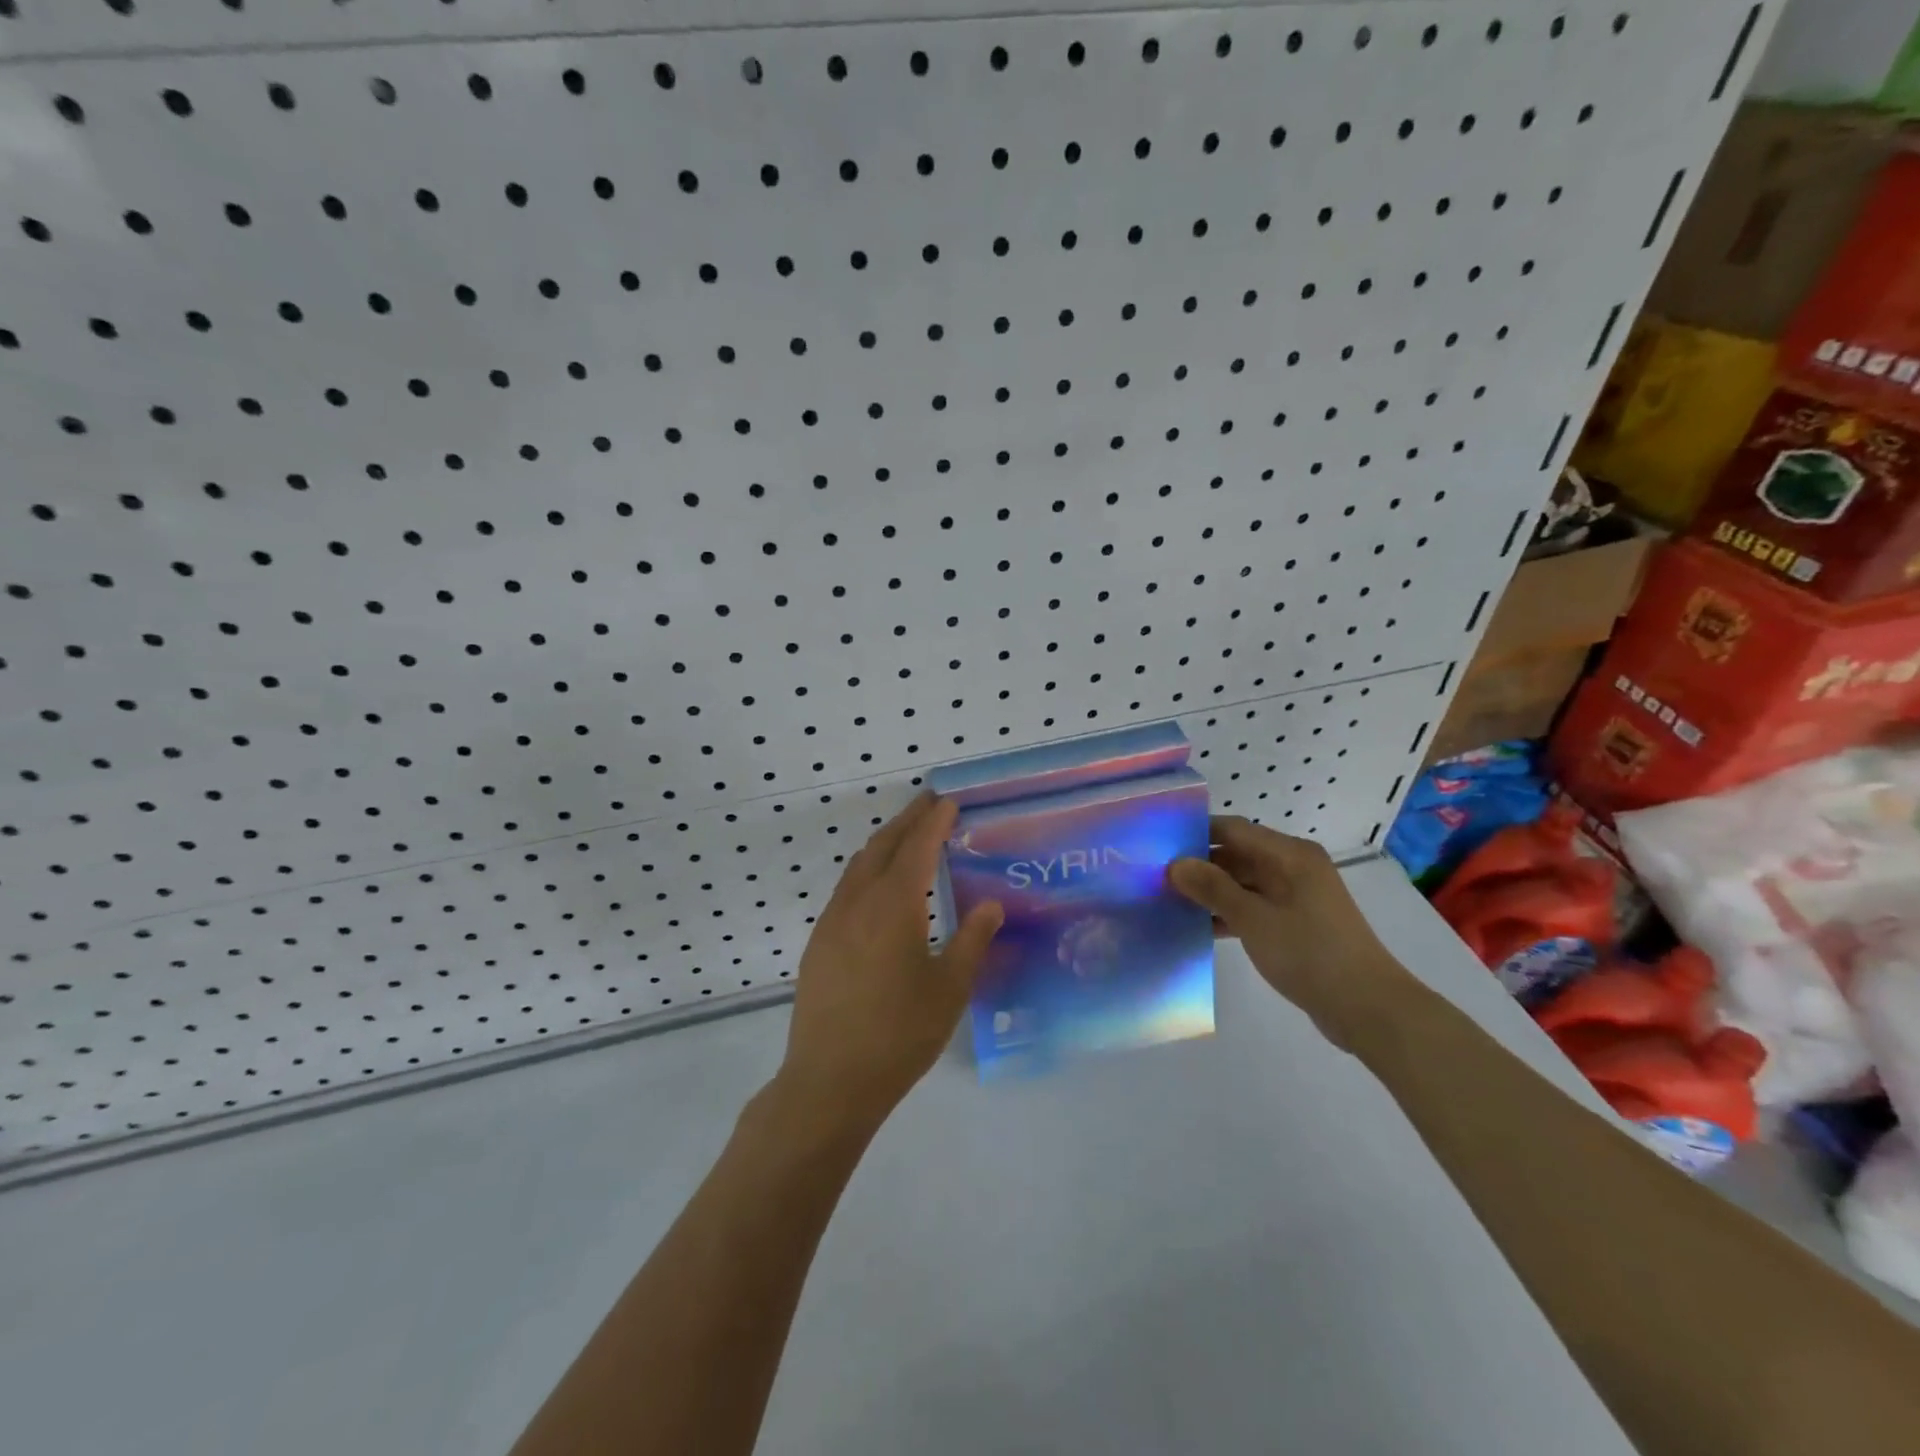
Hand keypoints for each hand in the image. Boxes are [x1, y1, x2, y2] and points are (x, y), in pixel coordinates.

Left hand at [777, 791, 1003, 1126]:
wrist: (830, 1080)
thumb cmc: (900, 1033)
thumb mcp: (949, 988)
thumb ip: (972, 940)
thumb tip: (991, 905)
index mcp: (894, 905)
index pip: (917, 847)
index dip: (934, 821)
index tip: (949, 801)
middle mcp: (858, 902)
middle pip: (882, 845)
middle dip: (907, 820)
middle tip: (929, 803)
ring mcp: (832, 921)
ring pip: (858, 866)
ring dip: (884, 844)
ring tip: (907, 838)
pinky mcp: (819, 943)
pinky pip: (846, 889)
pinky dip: (867, 871)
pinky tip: (880, 890)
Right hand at [1170, 816, 1412, 1052]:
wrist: (1368, 1008)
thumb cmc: (1309, 953)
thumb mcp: (1253, 919)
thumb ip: (1212, 888)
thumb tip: (1175, 864)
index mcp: (1289, 854)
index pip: (1232, 829)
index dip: (1195, 834)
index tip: (1157, 845)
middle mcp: (1293, 867)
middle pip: (1237, 855)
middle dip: (1199, 865)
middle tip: (1155, 877)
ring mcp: (1296, 896)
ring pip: (1243, 882)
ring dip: (1211, 892)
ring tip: (1167, 901)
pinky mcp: (1296, 922)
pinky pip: (1254, 906)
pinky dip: (1229, 912)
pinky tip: (1198, 926)